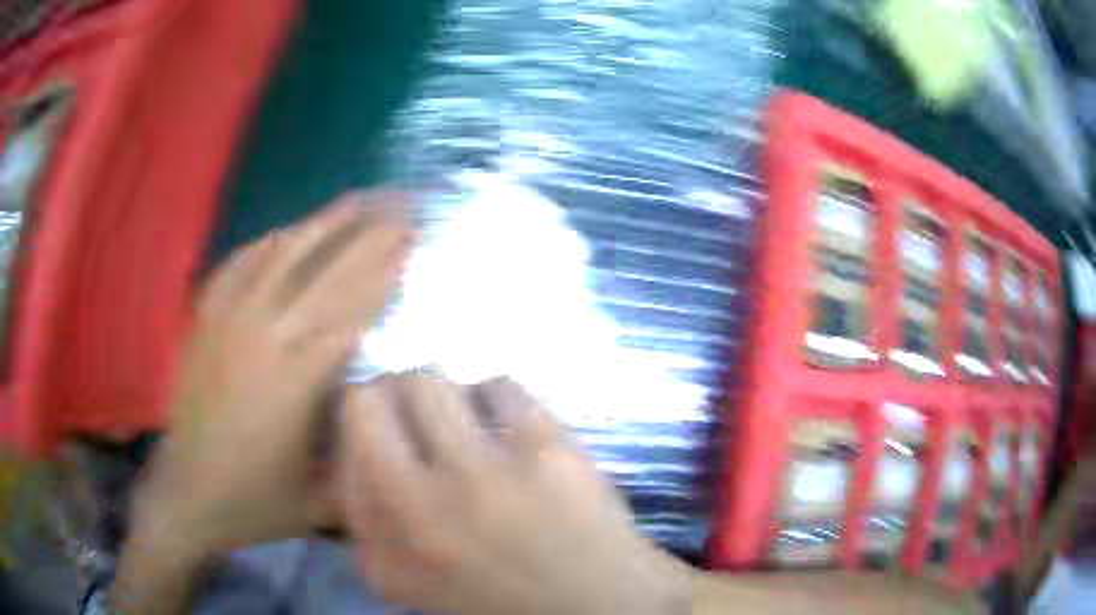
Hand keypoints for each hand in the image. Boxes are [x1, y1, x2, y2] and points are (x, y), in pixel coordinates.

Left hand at [133, 190, 412, 556]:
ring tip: (360, 199)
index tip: (415, 244)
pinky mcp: (206, 321)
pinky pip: (239, 265)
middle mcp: (262, 337)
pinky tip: (287, 232)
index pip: (352, 311)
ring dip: (326, 224)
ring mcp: (228, 322)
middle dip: (370, 236)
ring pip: (284, 256)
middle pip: (325, 272)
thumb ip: (365, 461)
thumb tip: (402, 419)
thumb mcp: (323, 502)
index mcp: (295, 381)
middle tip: (403, 207)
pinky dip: (268, 243)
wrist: (187, 494)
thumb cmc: (256, 501)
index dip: (386, 275)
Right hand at [339, 373, 688, 614]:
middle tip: (416, 412)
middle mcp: (420, 509)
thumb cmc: (502, 594)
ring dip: (440, 392)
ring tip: (464, 416)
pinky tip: (509, 422)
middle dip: (388, 395)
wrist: (599, 602)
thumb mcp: (412, 581)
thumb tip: (352, 449)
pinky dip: (496, 394)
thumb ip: (370, 526)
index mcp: (386, 545)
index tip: (381, 424)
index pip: (342, 447)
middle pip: (372, 398)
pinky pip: (499, 384)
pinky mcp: (547, 452)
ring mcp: (486, 477)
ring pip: (428, 381)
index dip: (359, 423)